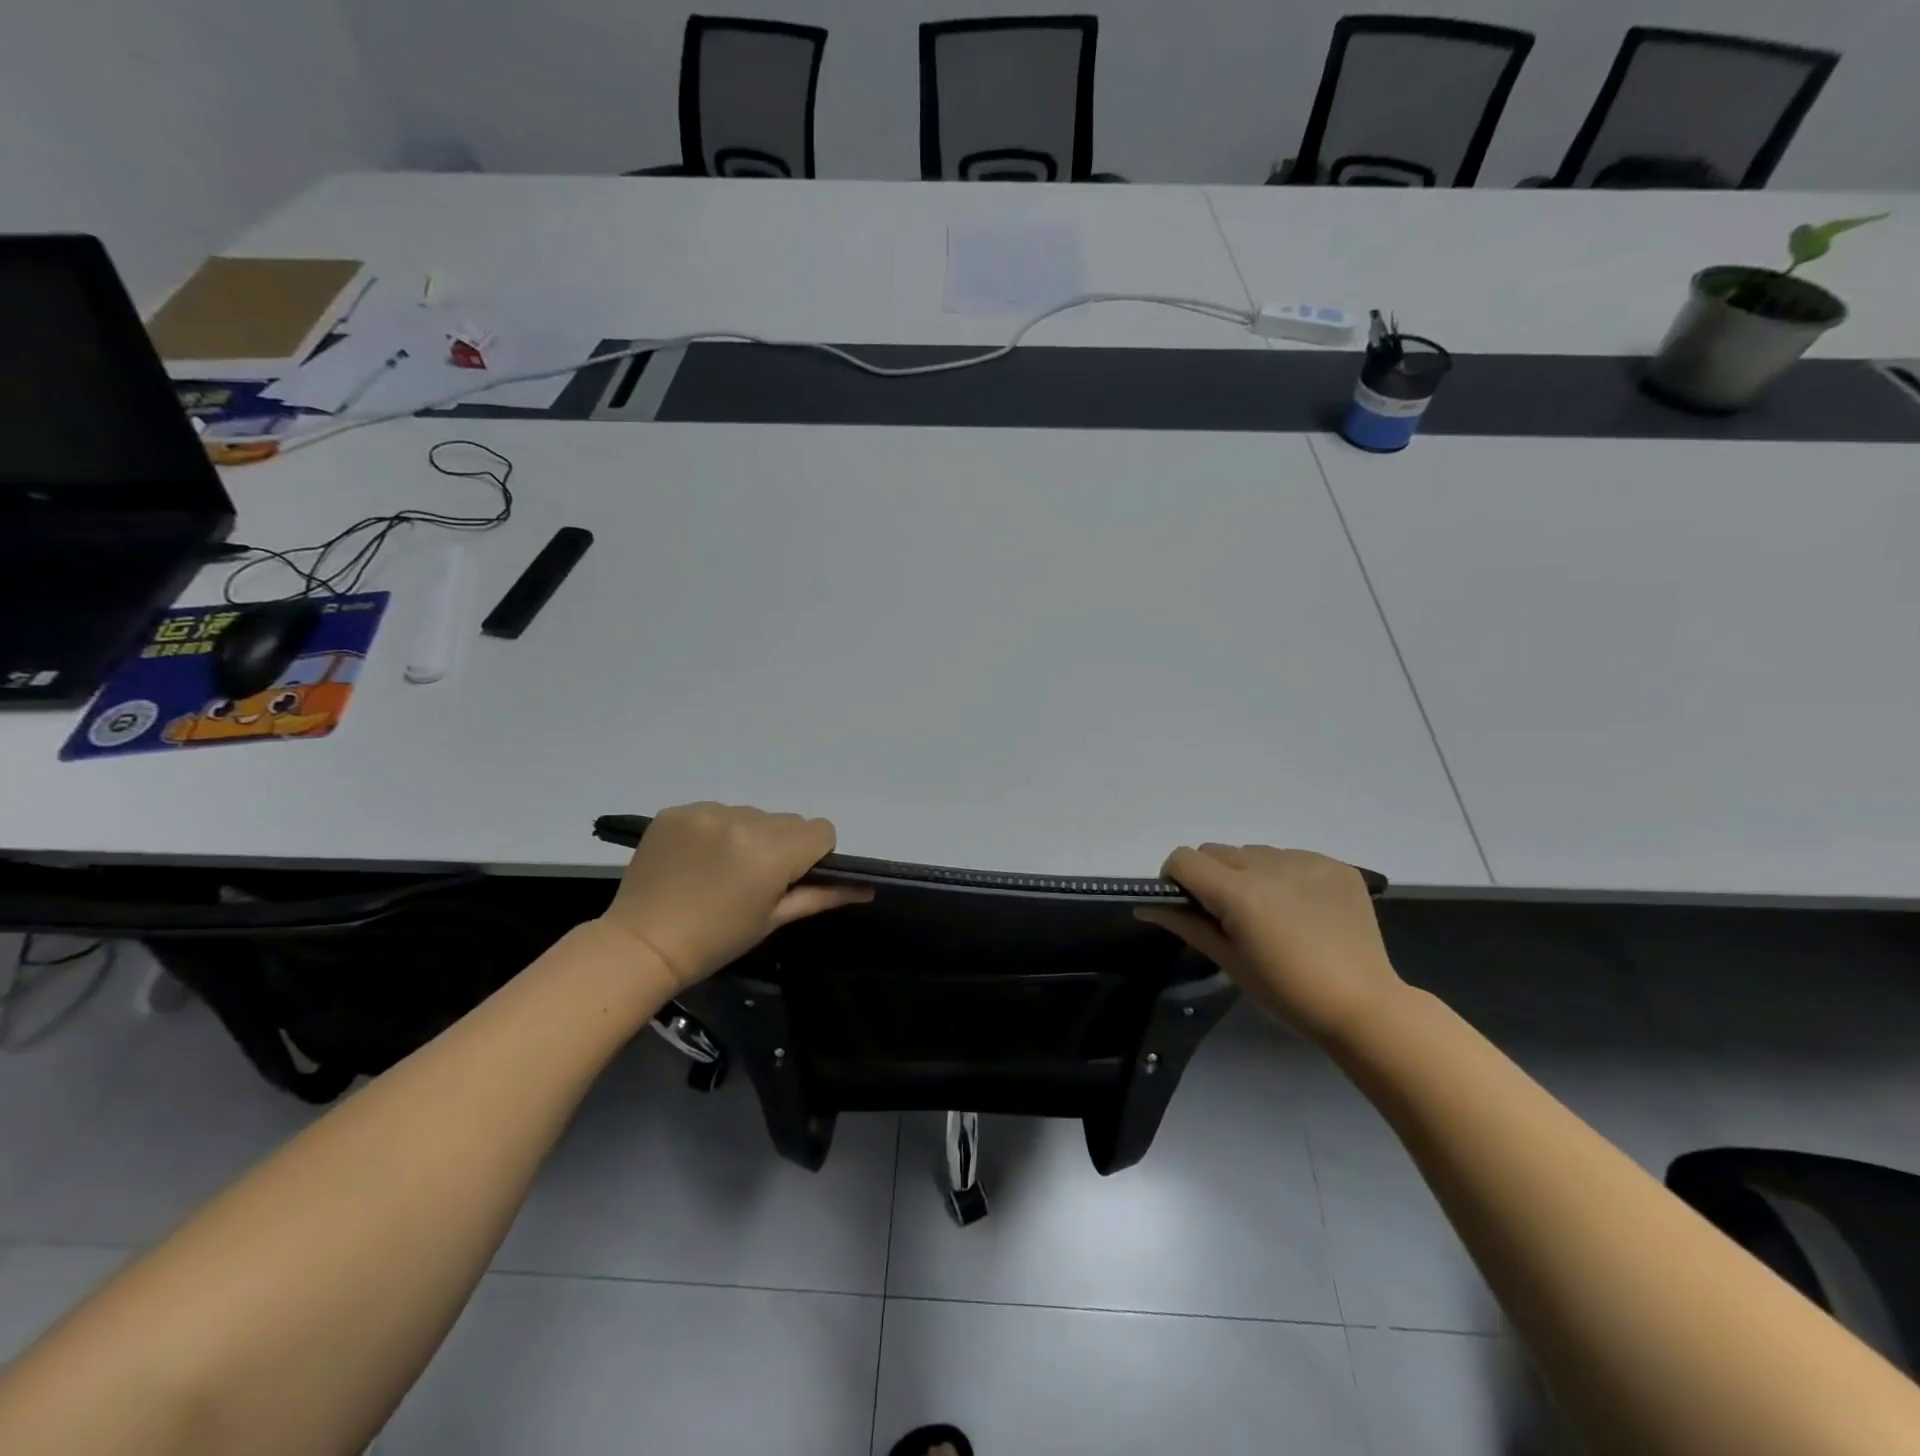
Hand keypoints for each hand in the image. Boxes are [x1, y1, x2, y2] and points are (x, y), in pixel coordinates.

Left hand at [599, 803, 871, 993]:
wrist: (641, 944)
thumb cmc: (715, 941)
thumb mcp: (773, 920)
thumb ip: (822, 896)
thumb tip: (866, 888)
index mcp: (771, 851)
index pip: (820, 830)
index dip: (813, 855)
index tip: (789, 879)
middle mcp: (743, 820)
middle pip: (787, 821)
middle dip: (781, 845)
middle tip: (752, 880)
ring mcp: (706, 812)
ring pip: (752, 814)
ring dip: (748, 836)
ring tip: (719, 870)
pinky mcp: (677, 810)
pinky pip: (716, 812)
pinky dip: (715, 831)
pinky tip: (696, 859)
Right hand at [1137, 844, 1404, 1045]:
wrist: (1364, 1006)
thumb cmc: (1286, 992)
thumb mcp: (1228, 960)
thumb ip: (1185, 923)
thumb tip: (1145, 906)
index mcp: (1238, 892)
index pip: (1184, 859)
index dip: (1176, 879)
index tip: (1188, 906)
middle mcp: (1269, 864)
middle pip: (1216, 851)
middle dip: (1210, 876)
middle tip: (1230, 916)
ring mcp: (1307, 861)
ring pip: (1253, 852)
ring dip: (1248, 873)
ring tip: (1271, 913)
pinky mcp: (1335, 865)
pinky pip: (1291, 857)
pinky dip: (1284, 876)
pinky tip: (1302, 910)